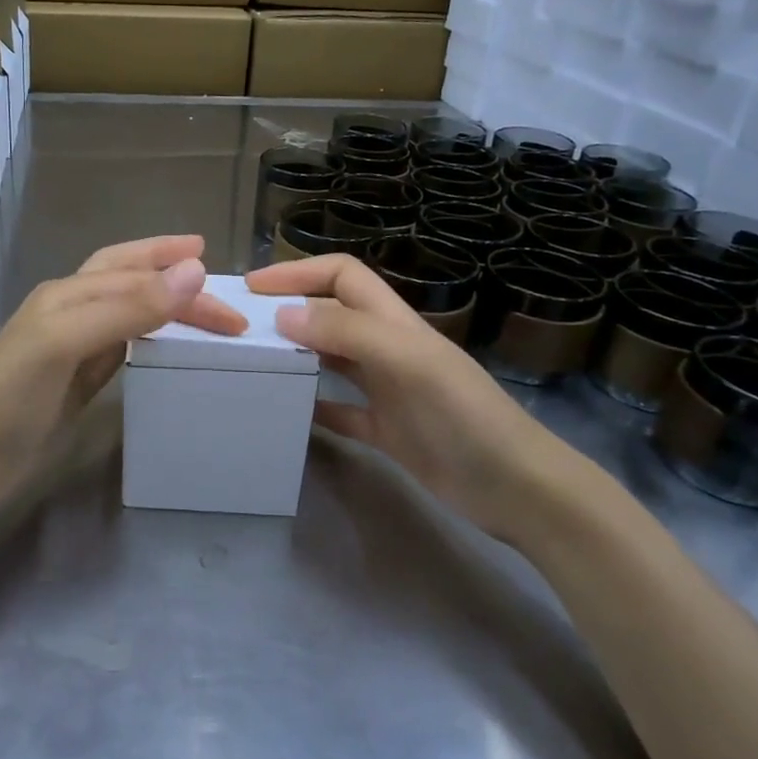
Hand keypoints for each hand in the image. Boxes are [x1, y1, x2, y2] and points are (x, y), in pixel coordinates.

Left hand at [0, 235, 246, 510]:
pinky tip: (163, 348)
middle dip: (174, 281)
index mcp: (67, 293)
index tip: (219, 274)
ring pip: (129, 313)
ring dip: (165, 307)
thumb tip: (194, 271)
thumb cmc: (10, 395)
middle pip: (131, 282)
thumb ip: (128, 307)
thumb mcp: (67, 341)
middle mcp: (71, 312)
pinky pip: (123, 349)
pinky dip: (150, 341)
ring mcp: (73, 348)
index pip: (134, 272)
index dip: (176, 270)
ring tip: (201, 313)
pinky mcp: (76, 383)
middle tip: (225, 305)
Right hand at [246, 253, 610, 548]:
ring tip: (256, 362)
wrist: (514, 486)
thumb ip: (348, 333)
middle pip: (332, 314)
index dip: (299, 272)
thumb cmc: (462, 415)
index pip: (342, 276)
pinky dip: (315, 407)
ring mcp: (388, 391)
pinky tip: (290, 413)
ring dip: (298, 354)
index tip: (254, 287)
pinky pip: (342, 411)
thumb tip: (285, 315)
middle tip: (243, 326)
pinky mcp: (387, 430)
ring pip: (333, 359)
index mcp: (394, 323)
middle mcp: (388, 349)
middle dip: (290, 309)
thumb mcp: (407, 362)